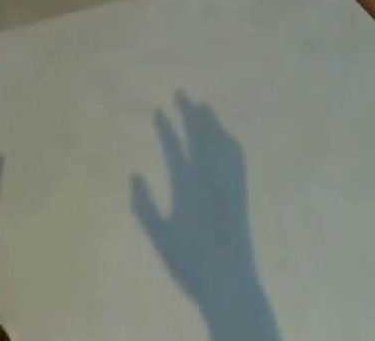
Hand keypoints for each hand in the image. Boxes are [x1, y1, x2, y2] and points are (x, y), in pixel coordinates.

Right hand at [131, 93, 281, 340]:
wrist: (229, 282)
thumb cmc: (191, 263)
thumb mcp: (160, 239)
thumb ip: (144, 207)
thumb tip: (134, 175)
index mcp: (186, 185)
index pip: (173, 147)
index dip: (165, 128)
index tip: (158, 110)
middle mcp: (206, 175)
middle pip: (197, 134)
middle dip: (188, 111)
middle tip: (180, 92)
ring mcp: (225, 181)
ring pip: (217, 140)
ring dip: (209, 120)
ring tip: (202, 106)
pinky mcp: (240, 190)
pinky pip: (235, 156)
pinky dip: (228, 140)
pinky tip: (226, 135)